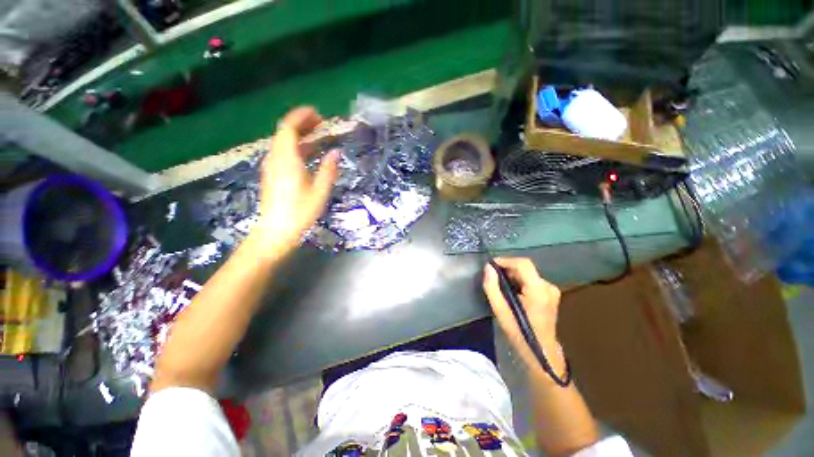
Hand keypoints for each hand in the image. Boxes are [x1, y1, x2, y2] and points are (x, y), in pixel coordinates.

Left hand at [253, 107, 338, 255]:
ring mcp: (272, 167)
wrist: (276, 231)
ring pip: (284, 143)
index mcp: (286, 160)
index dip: (301, 117)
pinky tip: (309, 154)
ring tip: (318, 135)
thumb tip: (336, 152)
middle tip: (321, 122)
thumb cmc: (300, 212)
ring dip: (300, 136)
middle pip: (285, 133)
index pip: (288, 128)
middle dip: (302, 124)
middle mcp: (276, 159)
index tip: (316, 113)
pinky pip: (284, 153)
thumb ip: (328, 170)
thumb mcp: (319, 191)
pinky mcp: (273, 175)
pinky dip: (296, 148)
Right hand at [483, 258, 564, 375]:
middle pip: (525, 268)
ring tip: (501, 287)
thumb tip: (488, 267)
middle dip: (507, 270)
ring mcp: (551, 290)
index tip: (491, 265)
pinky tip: (513, 293)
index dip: (506, 261)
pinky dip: (520, 282)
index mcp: (538, 290)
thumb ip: (492, 287)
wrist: (541, 352)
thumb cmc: (519, 332)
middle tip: (494, 278)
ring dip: (513, 276)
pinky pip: (531, 280)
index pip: (523, 264)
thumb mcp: (500, 310)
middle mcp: (548, 286)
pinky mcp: (551, 294)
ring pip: (527, 274)